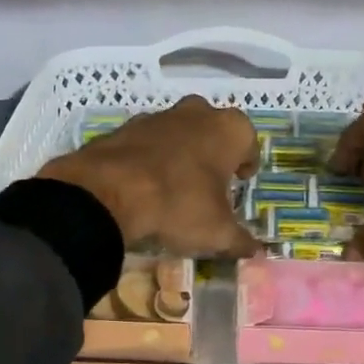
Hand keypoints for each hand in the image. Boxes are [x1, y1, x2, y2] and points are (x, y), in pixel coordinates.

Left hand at [39, 96, 261, 255]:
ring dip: (181, 152)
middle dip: (213, 152)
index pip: (249, 143)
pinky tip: (144, 185)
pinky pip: (148, 142)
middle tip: (209, 183)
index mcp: (229, 129)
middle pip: (213, 130)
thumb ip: (240, 240)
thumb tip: (255, 251)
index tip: (240, 183)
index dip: (246, 165)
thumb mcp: (217, 232)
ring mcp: (158, 116)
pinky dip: (150, 157)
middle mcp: (197, 112)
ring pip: (179, 132)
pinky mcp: (126, 127)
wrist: (108, 192)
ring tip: (175, 186)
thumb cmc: (179, 204)